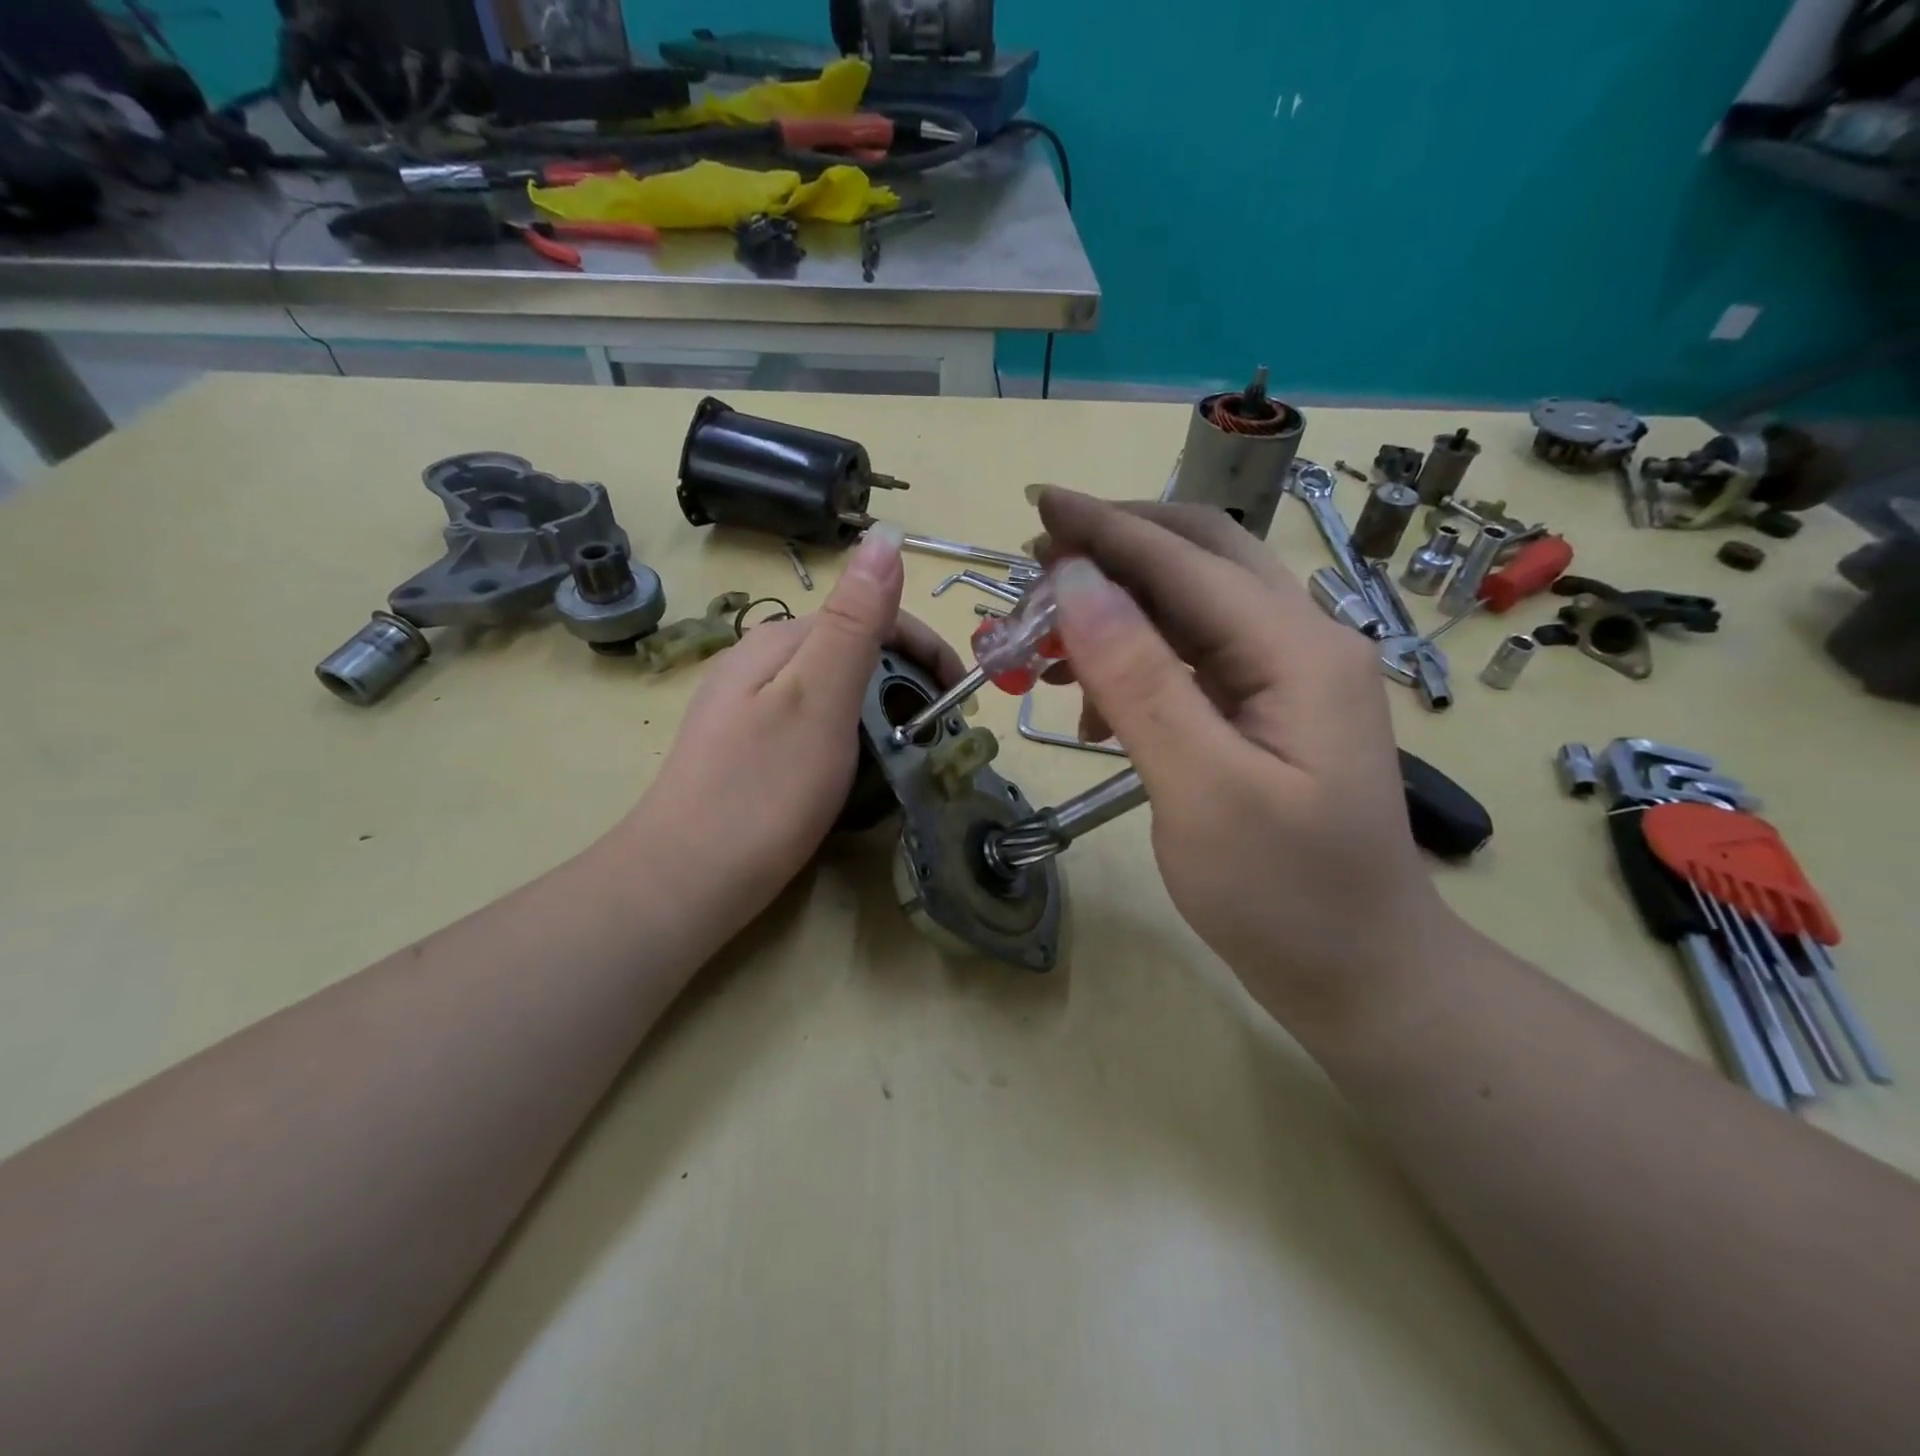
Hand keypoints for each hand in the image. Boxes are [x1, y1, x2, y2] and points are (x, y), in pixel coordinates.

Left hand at [624, 525, 964, 931]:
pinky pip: (818, 727)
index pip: (873, 616)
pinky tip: (859, 773)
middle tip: (938, 736)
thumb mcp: (818, 698)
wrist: (685, 879)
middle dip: (907, 684)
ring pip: (839, 692)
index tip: (962, 699)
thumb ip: (854, 621)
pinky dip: (854, 741)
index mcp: (780, 641)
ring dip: (883, 714)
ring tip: (909, 758)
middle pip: (856, 652)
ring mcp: (751, 707)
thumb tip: (885, 538)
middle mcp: (762, 662)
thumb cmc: (763, 790)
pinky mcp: (750, 749)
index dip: (926, 650)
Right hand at [1034, 490, 1456, 1025]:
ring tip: (1050, 643)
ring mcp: (1291, 675)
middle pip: (1202, 557)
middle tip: (1037, 564)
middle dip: (1116, 548)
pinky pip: (1196, 656)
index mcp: (1297, 649)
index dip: (1105, 528)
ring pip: (1194, 605)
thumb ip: (1139, 679)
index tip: (1035, 503)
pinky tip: (1096, 703)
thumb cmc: (1285, 895)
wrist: (1362, 972)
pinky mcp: (1271, 709)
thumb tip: (1078, 583)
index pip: (1184, 560)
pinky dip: (1139, 658)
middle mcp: (1303, 641)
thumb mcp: (1202, 790)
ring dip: (1121, 607)